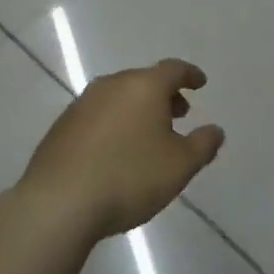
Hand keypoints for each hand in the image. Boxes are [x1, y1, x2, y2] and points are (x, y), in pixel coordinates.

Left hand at [16, 59, 224, 239]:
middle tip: (178, 114)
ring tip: (148, 136)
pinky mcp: (61, 127)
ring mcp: (82, 105)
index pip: (173, 70)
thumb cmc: (129, 177)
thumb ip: (203, 145)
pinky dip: (114, 124)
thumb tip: (215, 130)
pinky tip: (115, 151)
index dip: (190, 75)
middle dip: (164, 95)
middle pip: (144, 81)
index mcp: (144, 86)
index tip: (200, 83)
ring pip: (118, 97)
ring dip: (137, 110)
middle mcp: (111, 86)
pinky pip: (97, 116)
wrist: (58, 204)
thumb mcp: (180, 166)